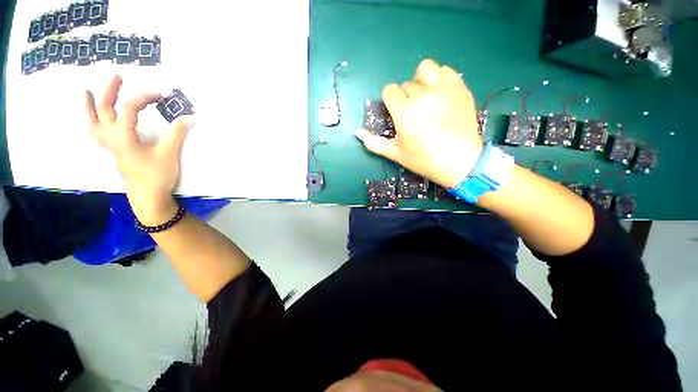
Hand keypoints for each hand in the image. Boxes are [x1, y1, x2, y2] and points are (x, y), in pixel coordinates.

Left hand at [85, 75, 194, 225]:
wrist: (149, 197)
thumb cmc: (157, 176)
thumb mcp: (169, 153)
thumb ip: (177, 133)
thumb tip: (190, 117)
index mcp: (123, 137)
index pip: (129, 109)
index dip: (144, 98)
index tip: (161, 95)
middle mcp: (112, 139)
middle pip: (104, 111)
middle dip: (109, 92)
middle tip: (117, 77)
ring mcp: (111, 147)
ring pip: (93, 124)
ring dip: (89, 108)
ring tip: (86, 93)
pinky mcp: (115, 154)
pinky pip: (98, 136)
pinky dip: (94, 124)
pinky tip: (98, 121)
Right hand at [355, 59, 483, 187]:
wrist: (460, 161)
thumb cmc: (423, 159)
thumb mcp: (395, 153)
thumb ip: (374, 142)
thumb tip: (357, 132)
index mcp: (403, 111)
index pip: (389, 91)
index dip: (390, 101)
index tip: (396, 113)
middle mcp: (421, 94)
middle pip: (406, 84)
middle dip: (405, 97)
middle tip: (413, 114)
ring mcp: (443, 88)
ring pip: (425, 69)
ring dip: (421, 80)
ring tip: (426, 97)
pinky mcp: (460, 87)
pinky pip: (446, 71)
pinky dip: (440, 79)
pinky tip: (441, 95)